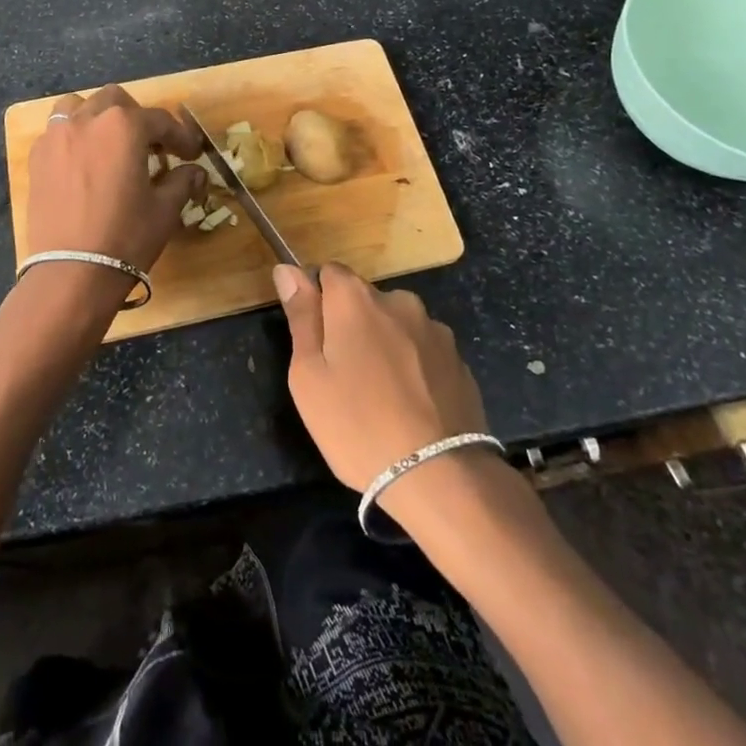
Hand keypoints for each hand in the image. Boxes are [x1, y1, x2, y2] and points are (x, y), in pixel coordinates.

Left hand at [25, 84, 204, 278]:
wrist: (72, 272)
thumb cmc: (126, 236)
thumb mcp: (165, 209)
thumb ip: (182, 181)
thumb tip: (194, 172)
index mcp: (124, 125)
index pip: (160, 120)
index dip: (180, 137)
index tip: (190, 154)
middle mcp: (88, 119)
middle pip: (116, 101)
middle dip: (137, 118)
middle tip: (151, 146)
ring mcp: (56, 136)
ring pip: (79, 107)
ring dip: (98, 118)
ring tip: (110, 144)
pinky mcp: (37, 158)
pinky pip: (57, 132)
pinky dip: (73, 137)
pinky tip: (83, 163)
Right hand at [274, 263, 487, 496]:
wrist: (438, 476)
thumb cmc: (357, 424)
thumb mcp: (308, 375)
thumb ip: (301, 315)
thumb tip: (287, 268)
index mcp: (355, 298)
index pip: (328, 273)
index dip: (318, 302)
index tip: (316, 342)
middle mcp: (398, 300)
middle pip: (364, 300)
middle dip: (352, 326)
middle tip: (344, 378)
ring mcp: (434, 329)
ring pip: (396, 326)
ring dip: (386, 346)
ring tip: (382, 398)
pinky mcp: (459, 360)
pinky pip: (424, 353)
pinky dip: (414, 368)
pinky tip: (412, 408)